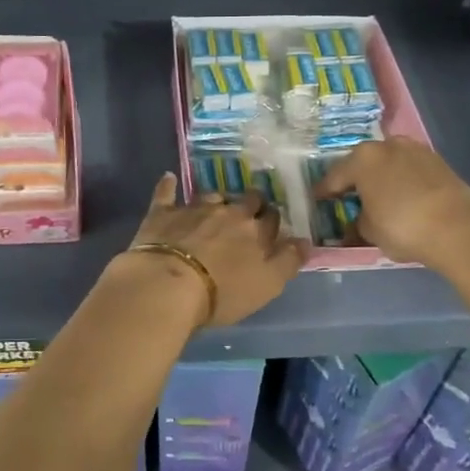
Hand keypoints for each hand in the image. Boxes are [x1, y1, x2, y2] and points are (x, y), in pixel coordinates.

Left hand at [118, 172, 307, 326]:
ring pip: (212, 196)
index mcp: (256, 230)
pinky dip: (168, 186)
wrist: (169, 284)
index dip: (272, 221)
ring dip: (216, 200)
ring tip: (214, 208)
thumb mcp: (267, 285)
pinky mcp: (164, 213)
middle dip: (250, 203)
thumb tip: (305, 241)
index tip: (270, 225)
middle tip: (246, 214)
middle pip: (246, 200)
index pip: (272, 219)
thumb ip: (288, 261)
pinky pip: (167, 193)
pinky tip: (169, 178)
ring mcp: (194, 209)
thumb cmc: (223, 292)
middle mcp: (229, 212)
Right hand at [312, 138, 469, 269]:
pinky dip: (401, 180)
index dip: (324, 192)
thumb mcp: (369, 231)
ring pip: (388, 163)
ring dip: (381, 177)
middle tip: (348, 198)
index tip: (318, 201)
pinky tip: (402, 197)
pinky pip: (408, 169)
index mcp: (362, 159)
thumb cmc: (403, 227)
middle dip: (355, 180)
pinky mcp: (437, 160)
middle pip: (362, 163)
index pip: (334, 177)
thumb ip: (358, 221)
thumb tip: (360, 219)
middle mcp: (386, 145)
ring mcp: (415, 149)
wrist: (460, 228)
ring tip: (378, 197)